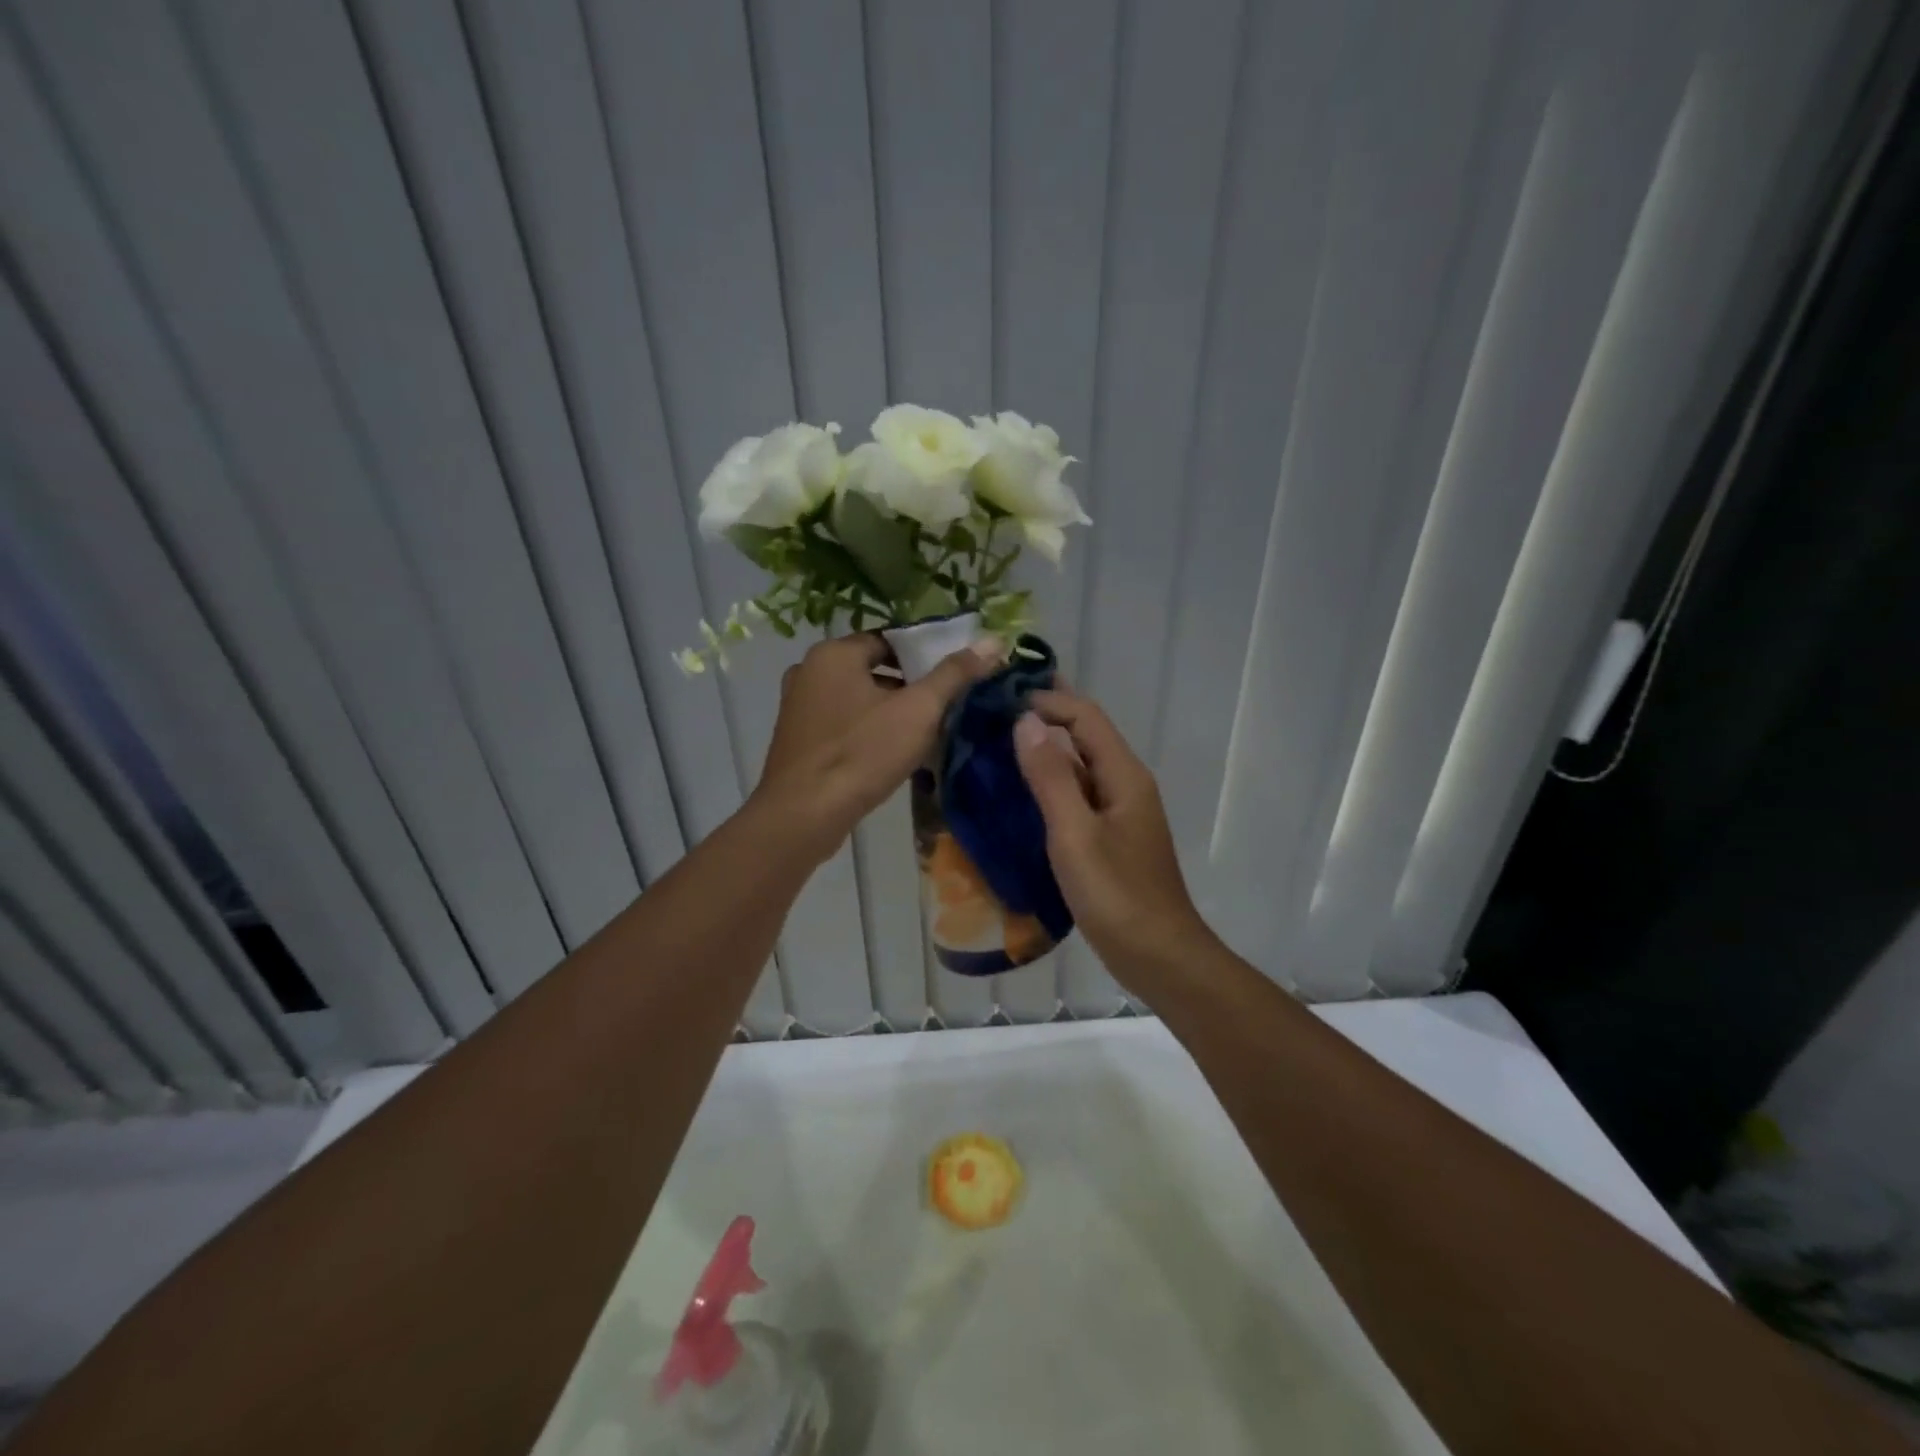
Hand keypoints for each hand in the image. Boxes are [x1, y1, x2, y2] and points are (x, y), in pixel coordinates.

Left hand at [754, 632, 1001, 862]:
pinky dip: (866, 731)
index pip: (889, 639)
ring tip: (924, 734)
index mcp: (834, 653)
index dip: (924, 655)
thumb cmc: (861, 754)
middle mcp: (809, 671)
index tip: (953, 677)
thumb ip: (954, 674)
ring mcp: (797, 707)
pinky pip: (841, 724)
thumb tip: (993, 641)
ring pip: (857, 699)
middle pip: (873, 668)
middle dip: (909, 687)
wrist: (803, 815)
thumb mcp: (917, 711)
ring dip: (888, 711)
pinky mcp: (797, 740)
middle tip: (943, 708)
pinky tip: (890, 755)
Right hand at [1013, 690, 1213, 985]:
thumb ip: (1050, 777)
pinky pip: (1077, 797)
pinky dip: (1049, 785)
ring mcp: (1119, 813)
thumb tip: (1025, 720)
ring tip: (995, 748)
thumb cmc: (1117, 896)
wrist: (1159, 956)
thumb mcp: (1075, 834)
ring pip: (1079, 767)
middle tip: (993, 713)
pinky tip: (1018, 795)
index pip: (1085, 716)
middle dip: (1045, 718)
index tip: (999, 700)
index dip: (1047, 701)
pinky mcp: (1110, 838)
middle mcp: (1125, 785)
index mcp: (1123, 775)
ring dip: (1044, 752)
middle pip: (1085, 736)